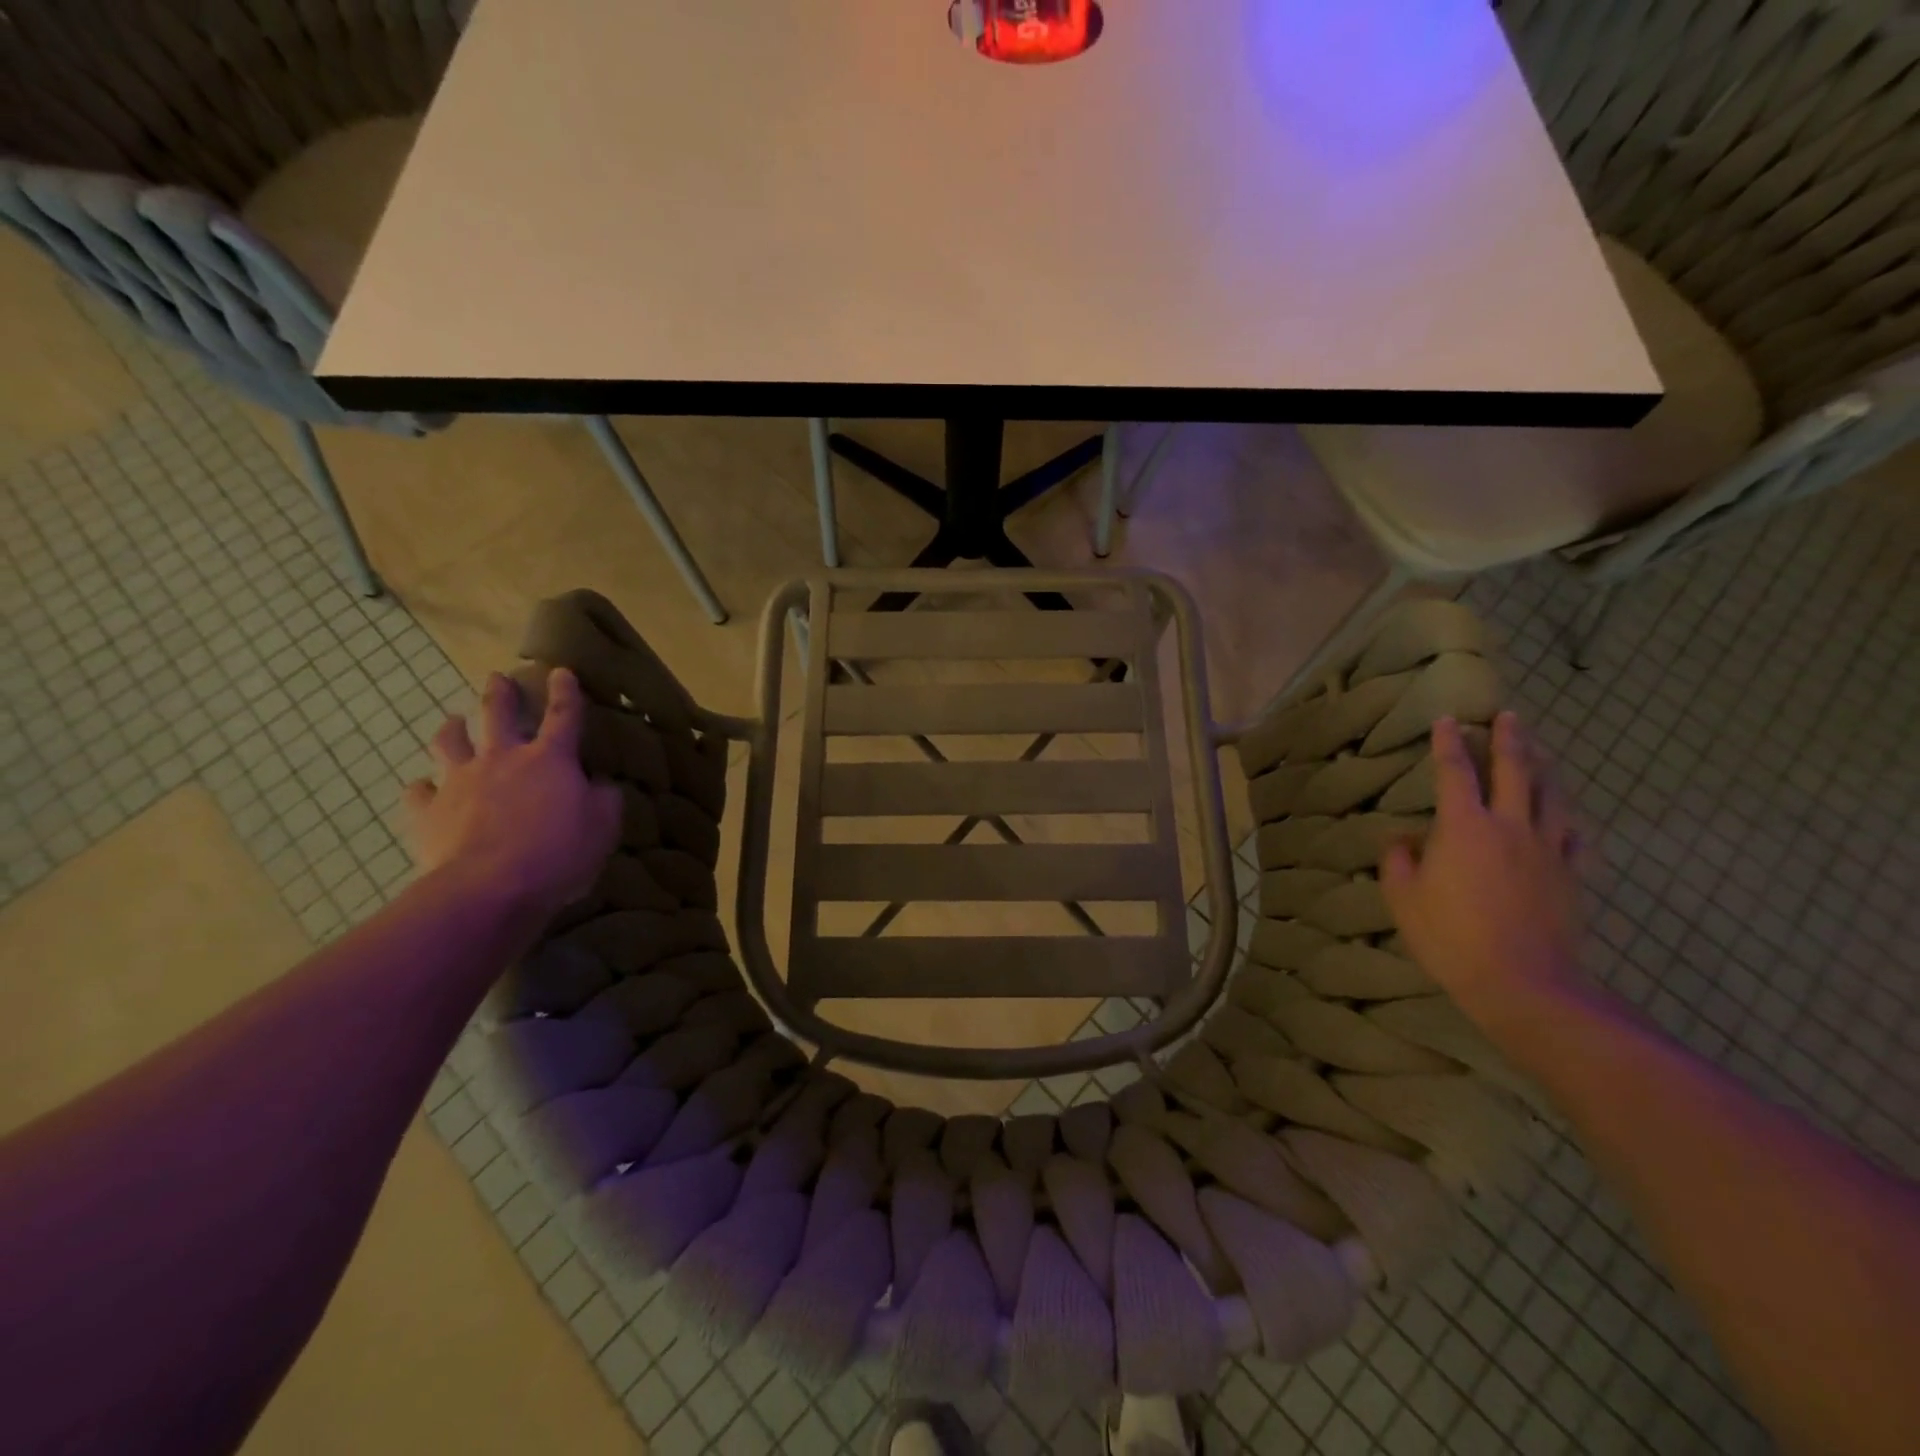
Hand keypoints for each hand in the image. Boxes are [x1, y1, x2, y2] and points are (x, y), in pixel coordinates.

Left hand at [403, 669, 620, 922]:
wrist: (488, 889)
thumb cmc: (557, 855)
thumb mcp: (603, 829)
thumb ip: (605, 801)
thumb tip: (601, 785)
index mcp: (550, 759)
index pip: (563, 715)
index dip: (565, 692)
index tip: (560, 671)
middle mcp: (503, 759)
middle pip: (498, 715)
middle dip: (500, 693)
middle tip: (497, 678)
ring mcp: (460, 782)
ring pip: (450, 742)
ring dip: (453, 729)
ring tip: (454, 722)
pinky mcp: (428, 812)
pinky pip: (419, 792)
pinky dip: (423, 788)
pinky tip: (424, 789)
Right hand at [1380, 712, 1584, 1026]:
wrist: (1524, 984)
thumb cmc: (1451, 937)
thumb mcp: (1403, 898)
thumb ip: (1399, 860)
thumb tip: (1404, 839)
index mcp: (1464, 827)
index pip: (1454, 772)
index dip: (1448, 743)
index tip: (1446, 719)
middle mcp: (1509, 825)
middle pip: (1514, 770)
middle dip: (1509, 739)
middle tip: (1508, 716)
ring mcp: (1547, 849)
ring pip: (1551, 795)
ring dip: (1544, 767)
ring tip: (1540, 749)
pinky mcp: (1571, 874)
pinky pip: (1574, 835)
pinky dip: (1568, 817)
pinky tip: (1566, 815)